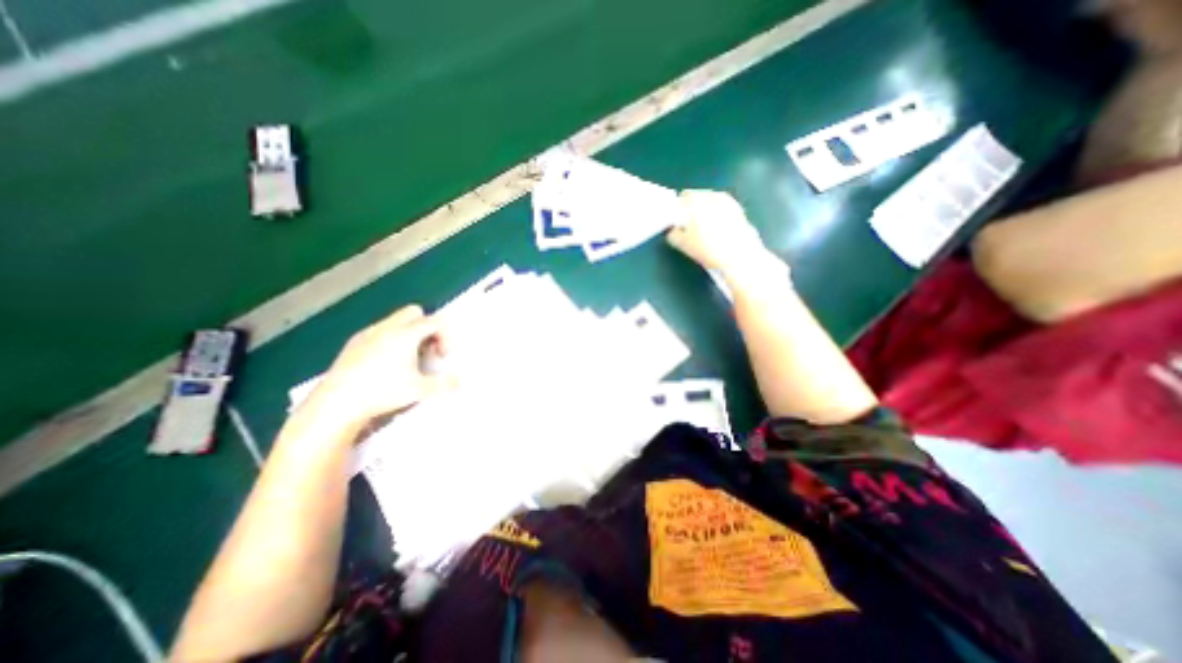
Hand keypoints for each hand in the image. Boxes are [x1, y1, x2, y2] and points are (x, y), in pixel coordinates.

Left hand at [304, 304, 453, 427]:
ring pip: (396, 321)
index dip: (445, 336)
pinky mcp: (353, 343)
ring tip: (408, 359)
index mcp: (406, 334)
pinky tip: (385, 364)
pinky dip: (390, 340)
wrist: (336, 403)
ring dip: (409, 334)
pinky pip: (379, 331)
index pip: (434, 322)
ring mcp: (368, 333)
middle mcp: (387, 327)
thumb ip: (444, 384)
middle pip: (414, 312)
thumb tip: (459, 381)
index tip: (443, 356)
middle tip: (428, 351)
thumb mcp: (420, 390)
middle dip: (426, 328)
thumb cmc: (382, 392)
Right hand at [662, 190, 782, 280]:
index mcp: (697, 199)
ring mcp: (729, 201)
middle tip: (690, 227)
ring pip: (712, 203)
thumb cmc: (707, 249)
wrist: (739, 257)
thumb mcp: (682, 244)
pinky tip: (718, 233)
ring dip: (707, 212)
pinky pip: (723, 210)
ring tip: (705, 231)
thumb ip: (673, 234)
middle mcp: (713, 195)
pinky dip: (719, 217)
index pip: (683, 197)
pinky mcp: (740, 211)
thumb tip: (673, 230)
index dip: (679, 209)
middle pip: (699, 197)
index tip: (678, 221)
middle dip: (693, 209)